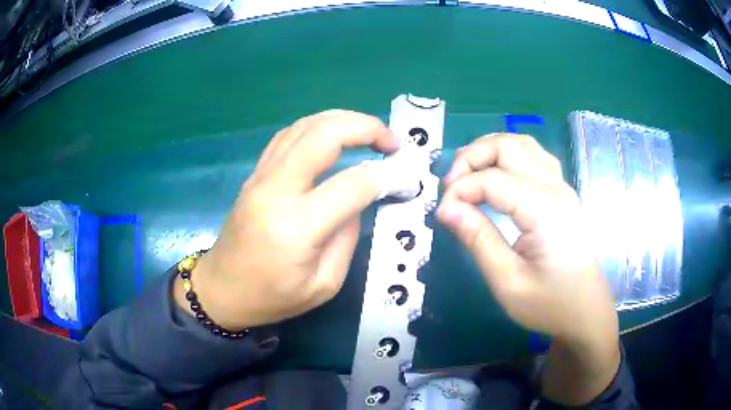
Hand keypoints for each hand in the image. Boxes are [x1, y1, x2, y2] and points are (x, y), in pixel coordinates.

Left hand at [175, 110, 398, 329]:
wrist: (221, 290)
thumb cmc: (272, 297)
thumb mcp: (324, 284)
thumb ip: (347, 237)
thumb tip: (360, 198)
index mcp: (297, 226)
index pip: (353, 183)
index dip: (386, 176)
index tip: (405, 179)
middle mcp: (277, 190)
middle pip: (324, 134)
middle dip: (366, 127)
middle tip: (392, 142)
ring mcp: (261, 176)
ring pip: (305, 126)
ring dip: (343, 120)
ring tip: (370, 133)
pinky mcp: (254, 174)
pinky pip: (288, 136)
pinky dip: (317, 127)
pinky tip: (334, 136)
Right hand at [438, 134, 619, 404]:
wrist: (586, 312)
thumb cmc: (549, 304)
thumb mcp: (508, 282)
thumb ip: (478, 240)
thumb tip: (447, 208)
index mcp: (544, 210)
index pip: (492, 180)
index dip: (460, 190)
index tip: (442, 214)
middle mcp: (555, 188)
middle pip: (507, 146)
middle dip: (471, 157)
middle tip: (451, 187)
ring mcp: (562, 186)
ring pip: (521, 143)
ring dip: (489, 150)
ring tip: (468, 175)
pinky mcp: (562, 192)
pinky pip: (533, 156)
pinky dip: (508, 155)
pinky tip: (497, 174)